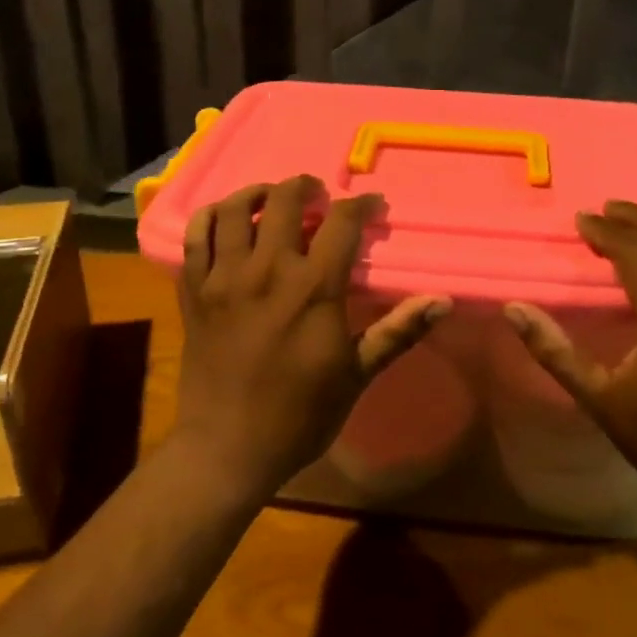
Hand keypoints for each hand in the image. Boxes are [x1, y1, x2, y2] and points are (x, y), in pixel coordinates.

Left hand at [174, 176, 450, 500]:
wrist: (228, 448)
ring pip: (235, 209)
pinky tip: (226, 218)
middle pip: (284, 200)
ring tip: (272, 198)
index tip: (372, 206)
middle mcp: (266, 270)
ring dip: (258, 193)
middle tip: (319, 196)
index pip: (341, 222)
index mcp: (312, 288)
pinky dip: (210, 216)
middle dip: (307, 188)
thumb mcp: (356, 375)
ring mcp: (223, 277)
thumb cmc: (299, 415)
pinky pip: (195, 236)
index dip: (361, 205)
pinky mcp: (194, 290)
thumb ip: (396, 331)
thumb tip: (442, 301)